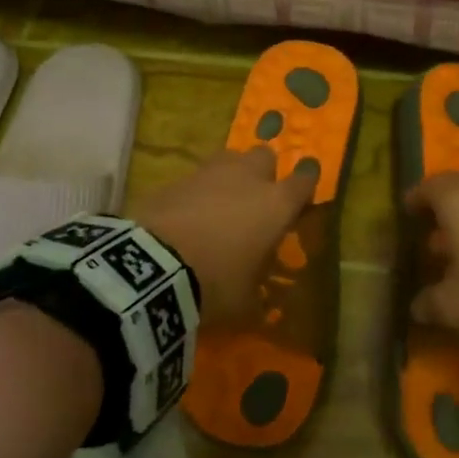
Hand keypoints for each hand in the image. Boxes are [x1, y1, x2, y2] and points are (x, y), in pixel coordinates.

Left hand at [136, 147, 317, 325]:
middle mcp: (246, 178)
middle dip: (264, 173)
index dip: (305, 187)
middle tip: (256, 202)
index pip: (305, 181)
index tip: (301, 201)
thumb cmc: (215, 284)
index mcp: (276, 204)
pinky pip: (194, 179)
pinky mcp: (173, 179)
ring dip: (228, 178)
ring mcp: (207, 173)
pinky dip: (195, 193)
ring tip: (220, 206)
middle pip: (265, 157)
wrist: (152, 268)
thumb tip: (258, 297)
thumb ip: (257, 290)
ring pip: (228, 160)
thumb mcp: (246, 301)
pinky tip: (186, 217)